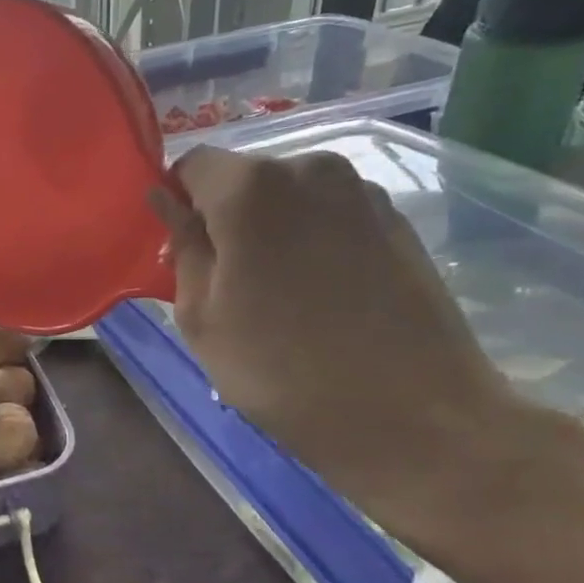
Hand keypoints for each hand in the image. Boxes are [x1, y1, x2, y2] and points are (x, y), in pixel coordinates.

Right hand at [147, 148, 545, 550]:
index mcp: (251, 187)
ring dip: (267, 229)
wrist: (417, 418)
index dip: (176, 201)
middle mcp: (310, 169)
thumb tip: (166, 203)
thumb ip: (182, 247)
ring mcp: (362, 192)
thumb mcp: (201, 316)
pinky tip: (315, 294)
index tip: (176, 248)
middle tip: (221, 278)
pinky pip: (327, 214)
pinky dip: (308, 239)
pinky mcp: (397, 220)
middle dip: (222, 216)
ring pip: (287, 196)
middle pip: (242, 177)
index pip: (191, 164)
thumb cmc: (282, 371)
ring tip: (272, 292)